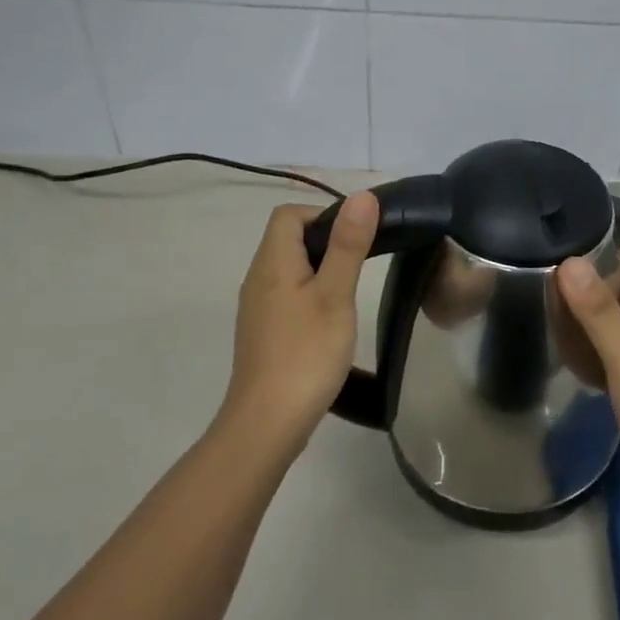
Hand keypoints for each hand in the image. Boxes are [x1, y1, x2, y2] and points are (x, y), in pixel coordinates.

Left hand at [223, 192, 379, 457]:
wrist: (267, 423)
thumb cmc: (306, 353)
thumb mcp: (335, 295)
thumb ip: (348, 245)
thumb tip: (362, 196)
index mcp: (272, 262)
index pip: (289, 214)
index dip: (323, 214)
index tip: (355, 237)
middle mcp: (258, 278)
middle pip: (288, 239)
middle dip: (325, 241)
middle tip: (361, 264)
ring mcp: (257, 307)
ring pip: (288, 268)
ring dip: (319, 269)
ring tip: (349, 292)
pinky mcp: (263, 331)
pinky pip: (286, 295)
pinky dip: (309, 294)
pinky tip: (329, 320)